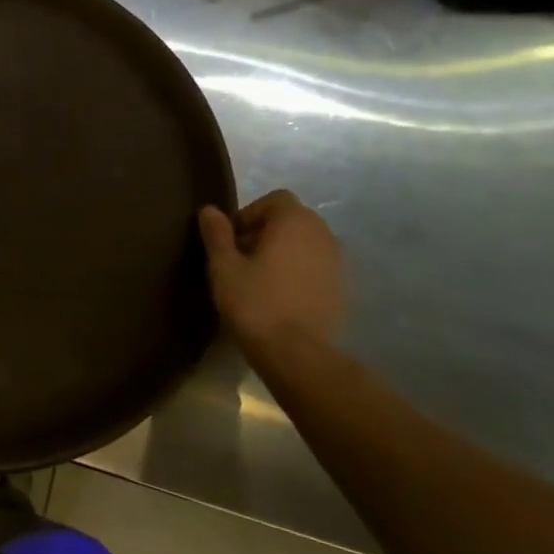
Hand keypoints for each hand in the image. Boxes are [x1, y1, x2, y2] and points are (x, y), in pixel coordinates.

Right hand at [198, 191, 344, 359]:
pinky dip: (298, 272)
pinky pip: (316, 267)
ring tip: (259, 279)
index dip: (249, 215)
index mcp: (295, 221)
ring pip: (305, 244)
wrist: (297, 354)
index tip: (232, 241)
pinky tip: (279, 296)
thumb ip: (217, 234)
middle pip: (291, 220)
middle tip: (241, 259)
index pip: (274, 200)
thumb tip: (210, 210)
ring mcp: (338, 262)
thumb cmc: (255, 302)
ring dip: (283, 252)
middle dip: (265, 232)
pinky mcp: (342, 289)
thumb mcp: (223, 266)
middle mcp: (323, 234)